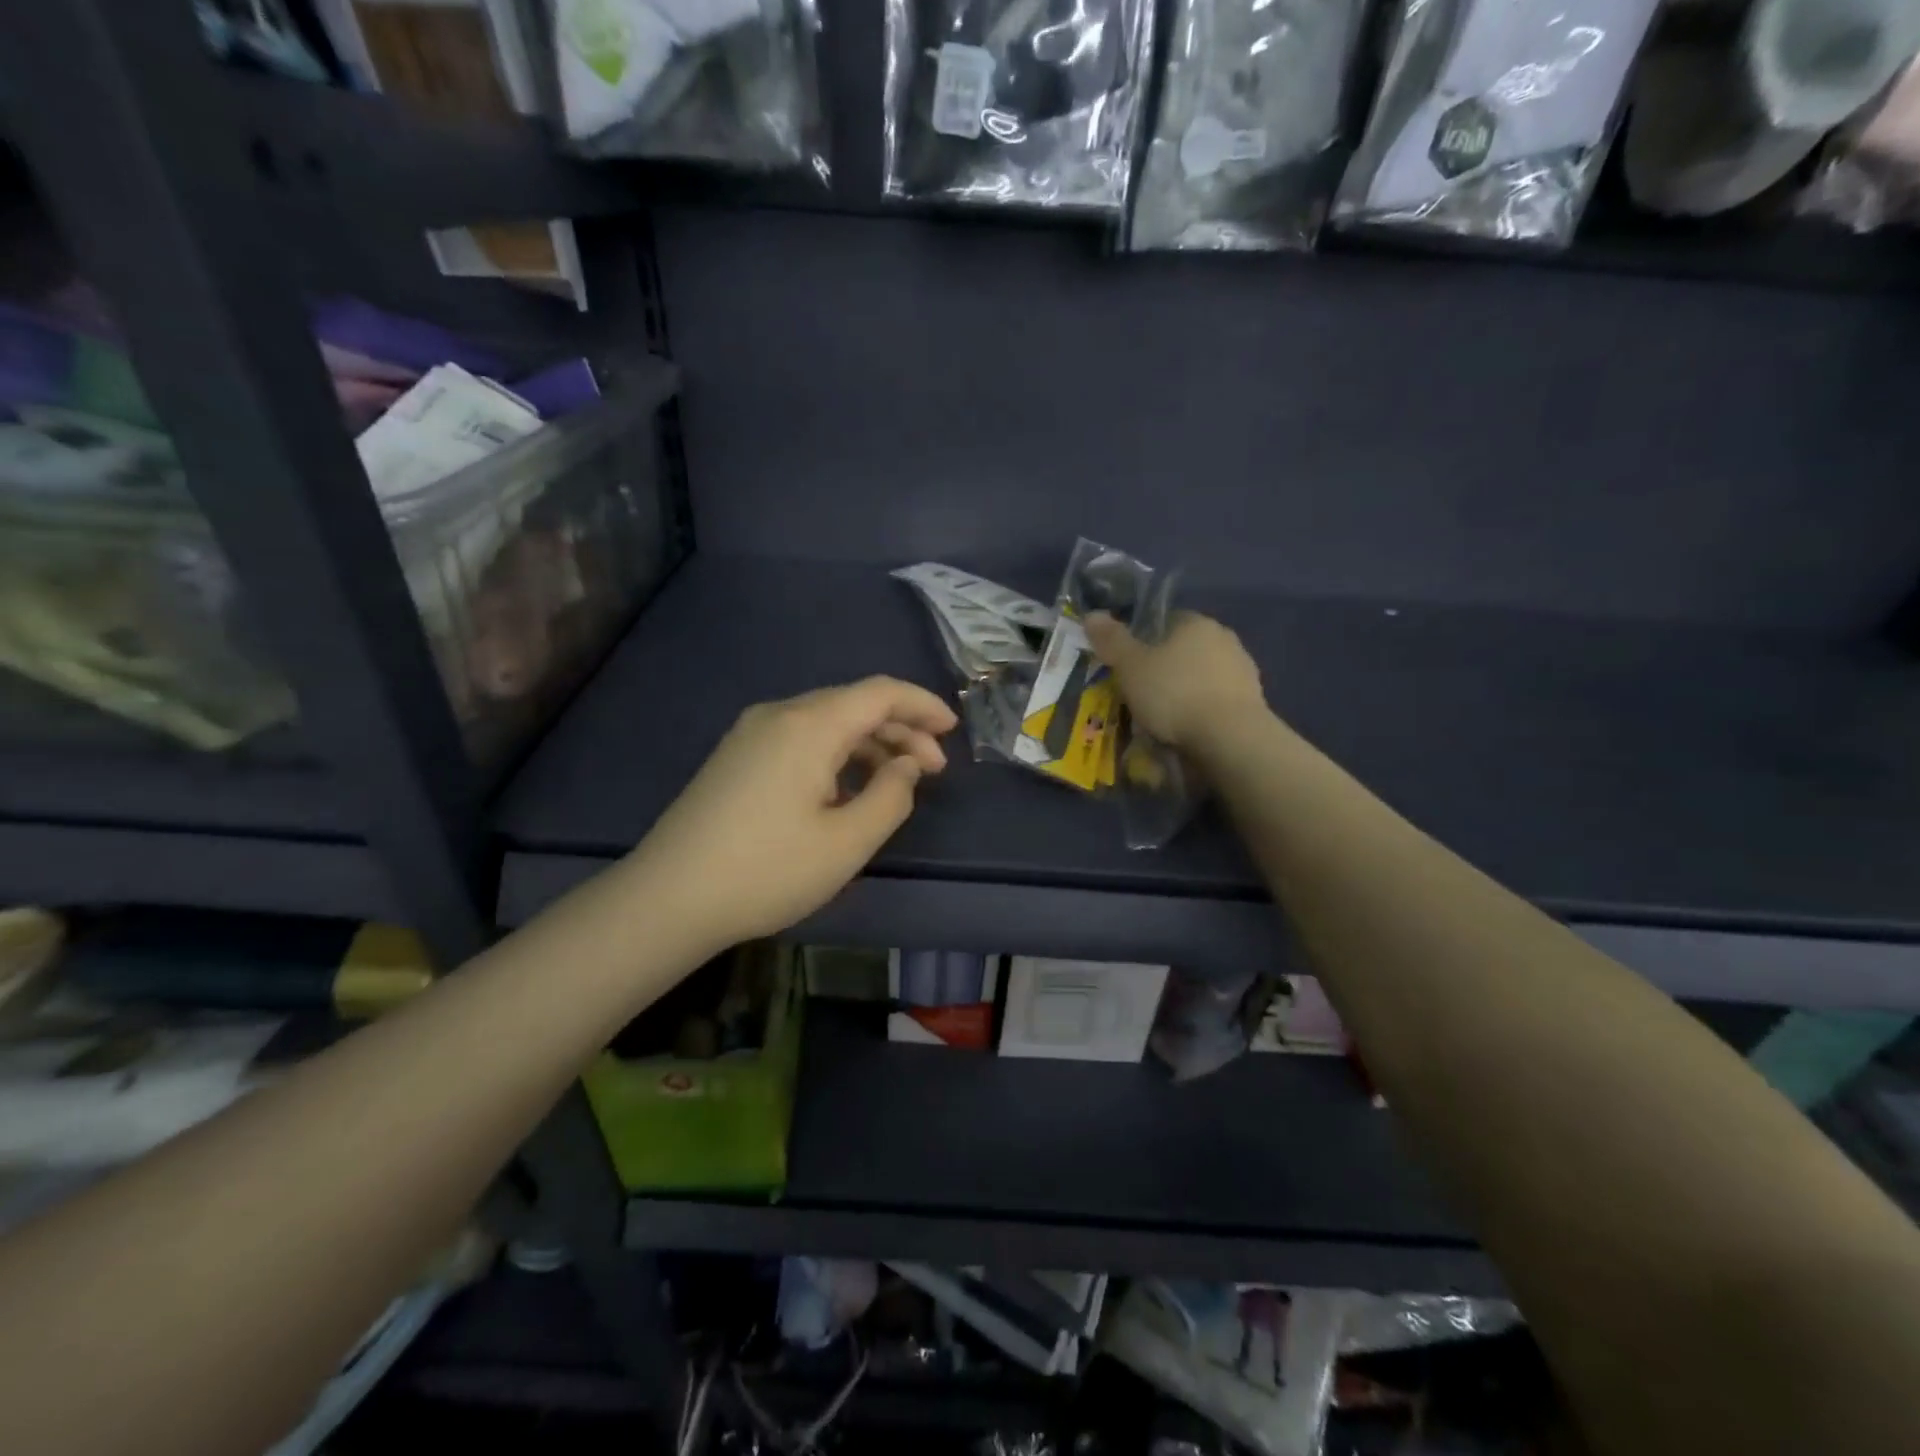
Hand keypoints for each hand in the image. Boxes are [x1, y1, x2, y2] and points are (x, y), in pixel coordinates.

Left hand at [630, 676, 957, 952]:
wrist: (668, 898)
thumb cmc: (767, 871)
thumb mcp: (847, 842)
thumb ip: (891, 797)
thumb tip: (906, 767)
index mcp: (809, 726)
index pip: (880, 693)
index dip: (922, 705)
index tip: (952, 730)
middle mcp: (779, 715)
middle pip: (854, 703)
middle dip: (900, 729)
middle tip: (934, 769)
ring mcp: (751, 733)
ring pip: (827, 721)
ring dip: (869, 743)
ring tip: (897, 781)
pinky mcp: (736, 756)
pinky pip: (801, 738)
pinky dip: (837, 753)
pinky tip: (848, 787)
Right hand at [1085, 610, 1266, 752]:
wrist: (1229, 737)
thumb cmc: (1174, 693)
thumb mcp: (1131, 666)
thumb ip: (1112, 640)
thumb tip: (1091, 614)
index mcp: (1195, 623)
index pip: (1166, 620)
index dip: (1144, 639)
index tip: (1129, 663)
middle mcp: (1224, 639)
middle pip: (1185, 649)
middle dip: (1165, 668)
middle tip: (1141, 693)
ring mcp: (1243, 671)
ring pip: (1202, 677)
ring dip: (1184, 691)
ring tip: (1162, 719)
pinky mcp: (1252, 702)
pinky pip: (1216, 701)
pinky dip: (1201, 712)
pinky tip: (1187, 731)